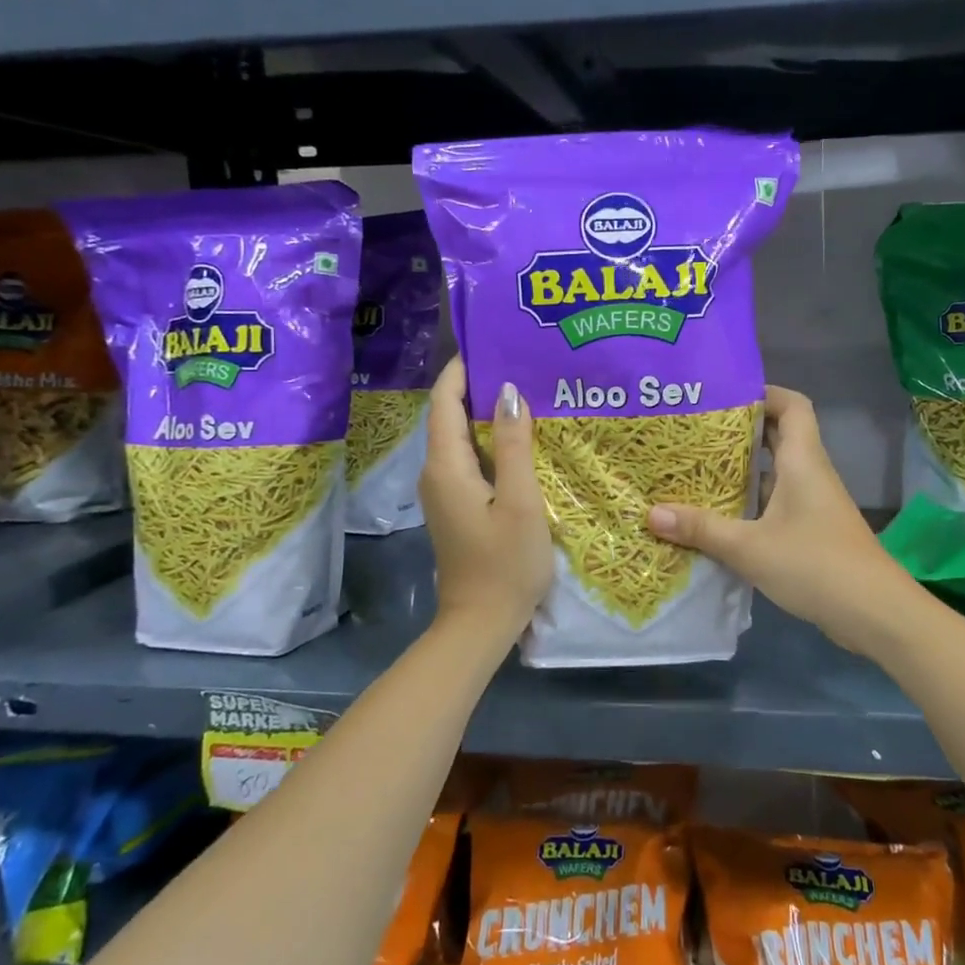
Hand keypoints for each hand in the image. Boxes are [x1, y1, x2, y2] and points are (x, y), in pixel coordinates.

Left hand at [419, 359, 552, 647]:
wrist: (481, 622)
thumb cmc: (506, 563)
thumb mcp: (520, 502)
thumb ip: (515, 446)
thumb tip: (508, 391)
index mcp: (447, 466)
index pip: (444, 401)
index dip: (462, 369)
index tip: (490, 342)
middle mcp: (437, 471)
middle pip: (450, 414)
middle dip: (479, 385)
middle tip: (520, 362)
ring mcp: (444, 490)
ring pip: (461, 436)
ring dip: (488, 412)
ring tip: (527, 390)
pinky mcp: (457, 503)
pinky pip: (470, 457)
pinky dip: (491, 439)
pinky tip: (522, 436)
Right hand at [646, 386, 912, 654]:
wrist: (875, 613)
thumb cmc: (815, 565)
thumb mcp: (749, 547)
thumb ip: (702, 528)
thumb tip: (651, 514)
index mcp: (802, 461)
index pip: (792, 405)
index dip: (762, 392)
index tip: (722, 396)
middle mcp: (811, 473)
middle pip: (780, 434)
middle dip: (741, 429)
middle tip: (697, 431)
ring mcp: (814, 503)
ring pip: (777, 470)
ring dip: (744, 467)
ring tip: (699, 468)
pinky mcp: (813, 530)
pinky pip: (778, 500)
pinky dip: (752, 500)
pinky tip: (721, 514)